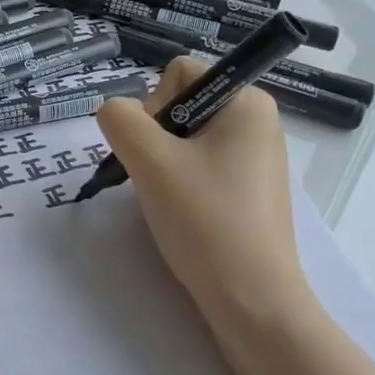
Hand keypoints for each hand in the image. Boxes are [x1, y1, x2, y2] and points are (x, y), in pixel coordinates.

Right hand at [96, 58, 316, 336]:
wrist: (252, 301)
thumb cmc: (204, 220)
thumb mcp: (150, 161)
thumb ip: (120, 120)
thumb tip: (116, 112)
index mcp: (247, 101)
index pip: (179, 74)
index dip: (153, 106)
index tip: (156, 151)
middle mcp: (258, 122)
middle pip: (182, 105)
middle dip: (157, 138)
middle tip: (158, 179)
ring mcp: (257, 159)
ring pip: (187, 140)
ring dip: (164, 164)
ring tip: (169, 201)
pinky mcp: (251, 191)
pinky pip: (202, 167)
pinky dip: (182, 184)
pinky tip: (183, 214)